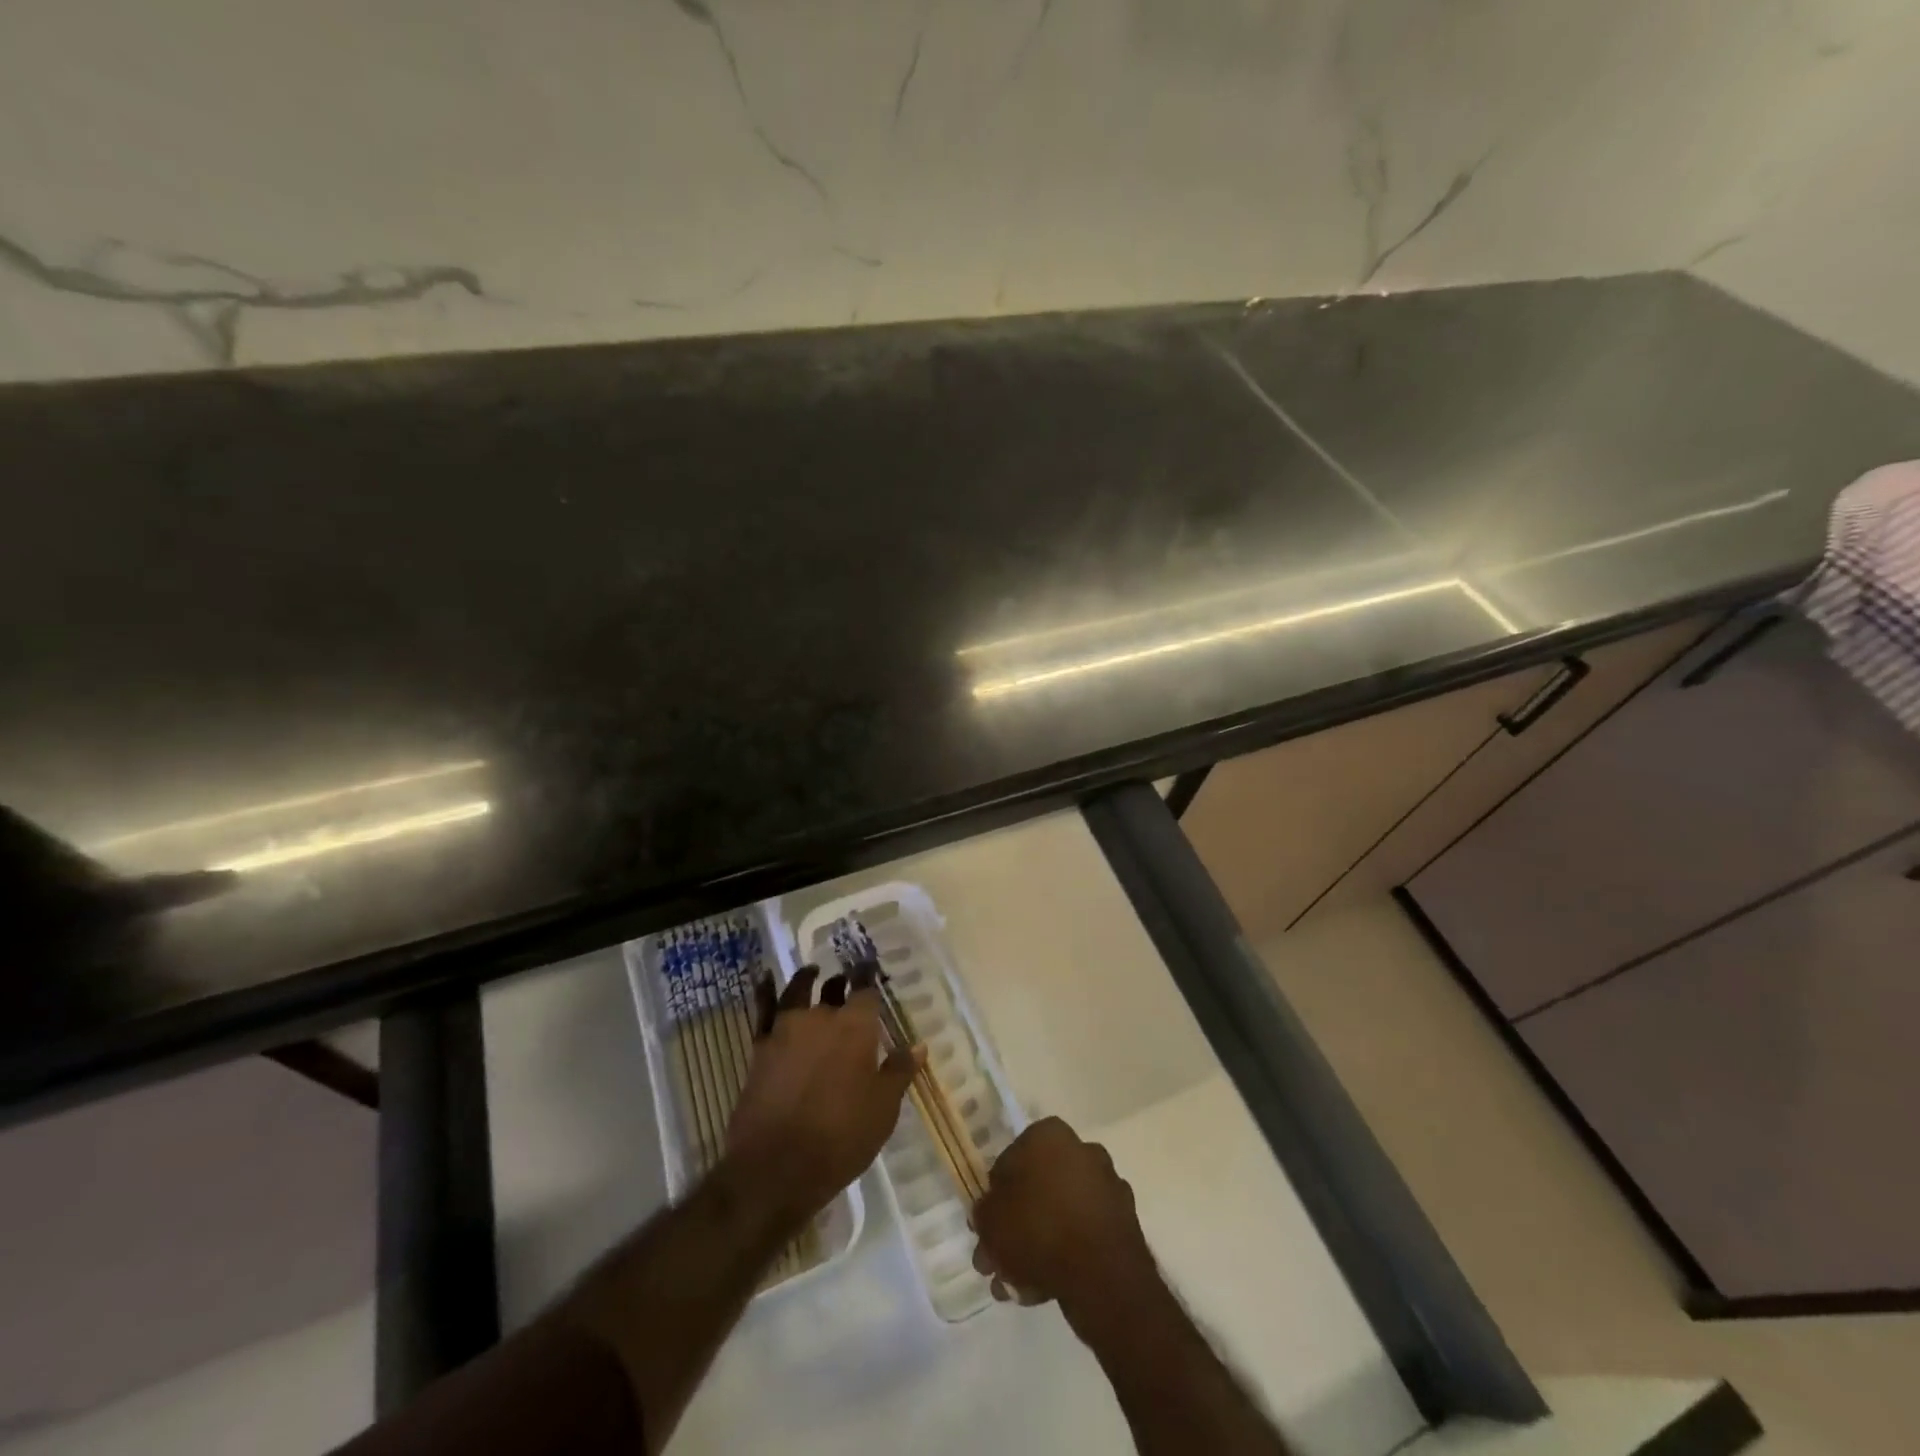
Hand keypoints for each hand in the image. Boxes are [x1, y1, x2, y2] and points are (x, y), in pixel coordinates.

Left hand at [724, 965, 915, 1224]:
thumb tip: (918, 1045)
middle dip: (842, 982)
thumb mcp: (883, 1109)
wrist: (777, 1166)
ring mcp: (786, 1029)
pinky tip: (764, 979)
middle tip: (846, 981)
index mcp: (856, 1027)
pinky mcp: (760, 1047)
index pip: (866, 989)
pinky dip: (764, 991)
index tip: (871, 966)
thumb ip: (899, 1072)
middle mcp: (821, 1018)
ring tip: (812, 972)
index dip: (869, 975)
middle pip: (833, 988)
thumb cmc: (841, 1137)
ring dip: (807, 979)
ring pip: (798, 991)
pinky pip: (762, 1010)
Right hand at [971, 1117, 1156, 1317]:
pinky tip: (1045, 1288)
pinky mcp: (1124, 1222)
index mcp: (1049, 1135)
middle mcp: (1082, 1150)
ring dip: (1038, 1245)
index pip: (1010, 1160)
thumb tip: (988, 1214)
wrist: (1102, 1276)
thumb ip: (984, 1213)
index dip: (995, 1197)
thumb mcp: (991, 1220)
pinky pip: (1084, 1235)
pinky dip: (1066, 1255)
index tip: (988, 1228)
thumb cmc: (1038, 1230)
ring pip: (1060, 1214)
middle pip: (1038, 1189)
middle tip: (1000, 1261)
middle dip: (1017, 1226)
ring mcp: (1107, 1186)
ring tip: (1018, 1284)